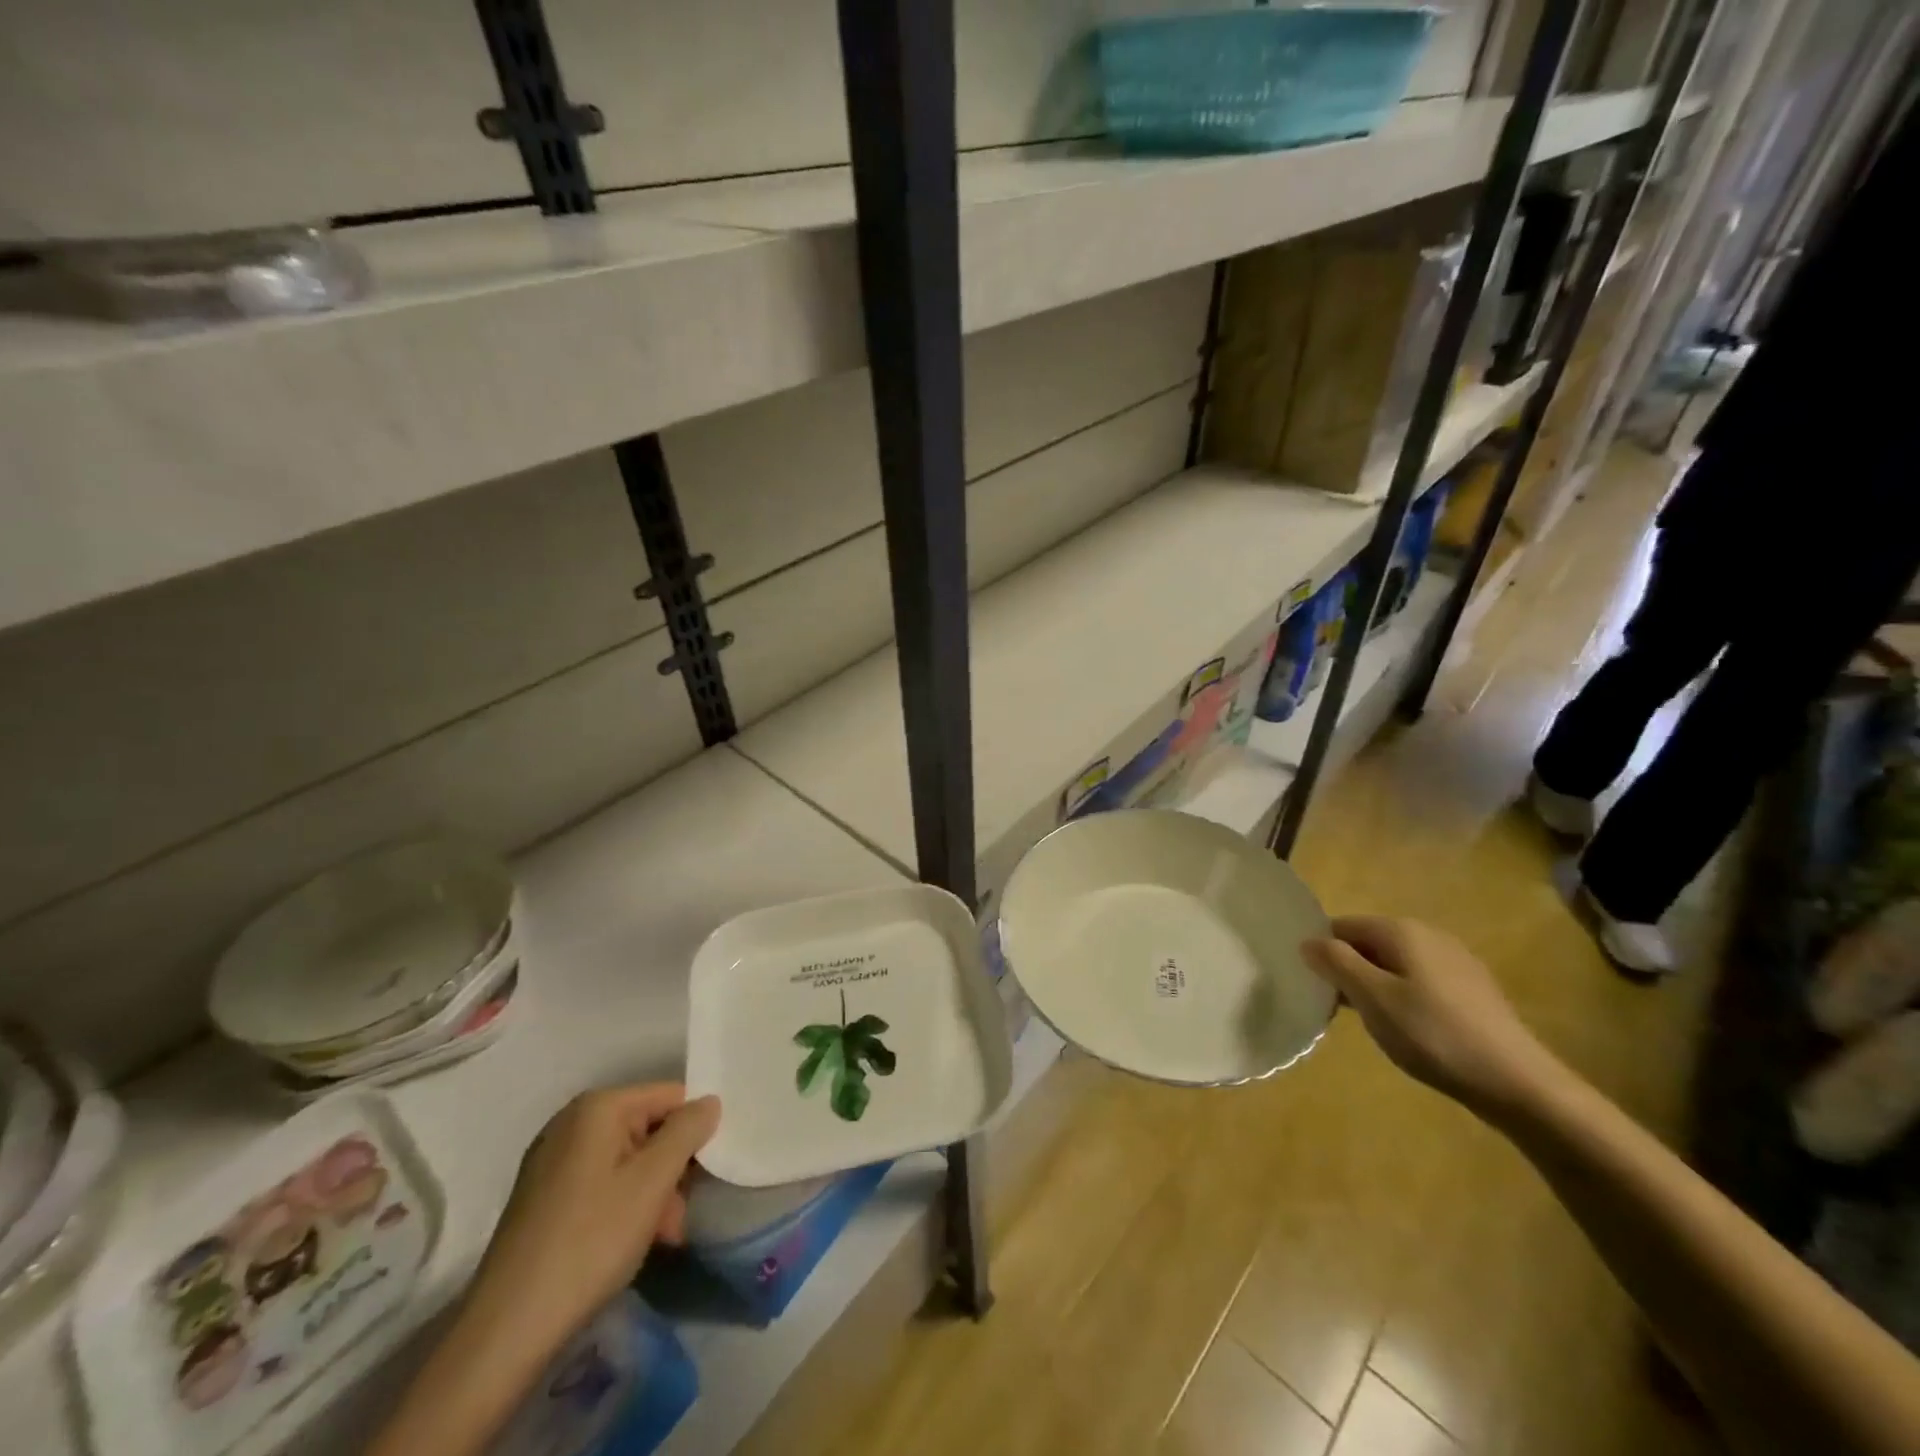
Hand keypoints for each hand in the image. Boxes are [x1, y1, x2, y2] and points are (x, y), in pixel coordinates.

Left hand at [467, 1083, 719, 1353]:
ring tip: (662, 1237)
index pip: (670, 1096)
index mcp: (597, 1108)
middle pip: (647, 1129)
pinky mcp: (542, 1197)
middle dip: (671, 1169)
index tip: (702, 1174)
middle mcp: (571, 1123)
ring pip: (626, 1160)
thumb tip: (709, 1101)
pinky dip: (623, 1205)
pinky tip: (630, 1243)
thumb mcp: (653, 1181)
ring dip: (652, 1193)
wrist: (507, 1330)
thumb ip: (688, 1131)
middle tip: (679, 1216)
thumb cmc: (590, 1241)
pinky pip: (600, 1183)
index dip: (693, 1131)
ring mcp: (552, 1161)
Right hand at [1302, 916, 1563, 1121]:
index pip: (1341, 926)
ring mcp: (1455, 960)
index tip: (1314, 987)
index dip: (1322, 953)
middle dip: (1348, 970)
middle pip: (1369, 943)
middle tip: (1338, 1009)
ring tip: (1372, 1023)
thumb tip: (1307, 941)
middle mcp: (1428, 934)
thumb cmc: (1434, 1035)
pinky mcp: (1473, 988)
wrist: (1518, 1083)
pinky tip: (1410, 1030)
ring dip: (1375, 985)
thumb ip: (1336, 963)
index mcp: (1401, 930)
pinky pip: (1420, 980)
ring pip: (1395, 963)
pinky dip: (1404, 996)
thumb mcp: (1372, 999)